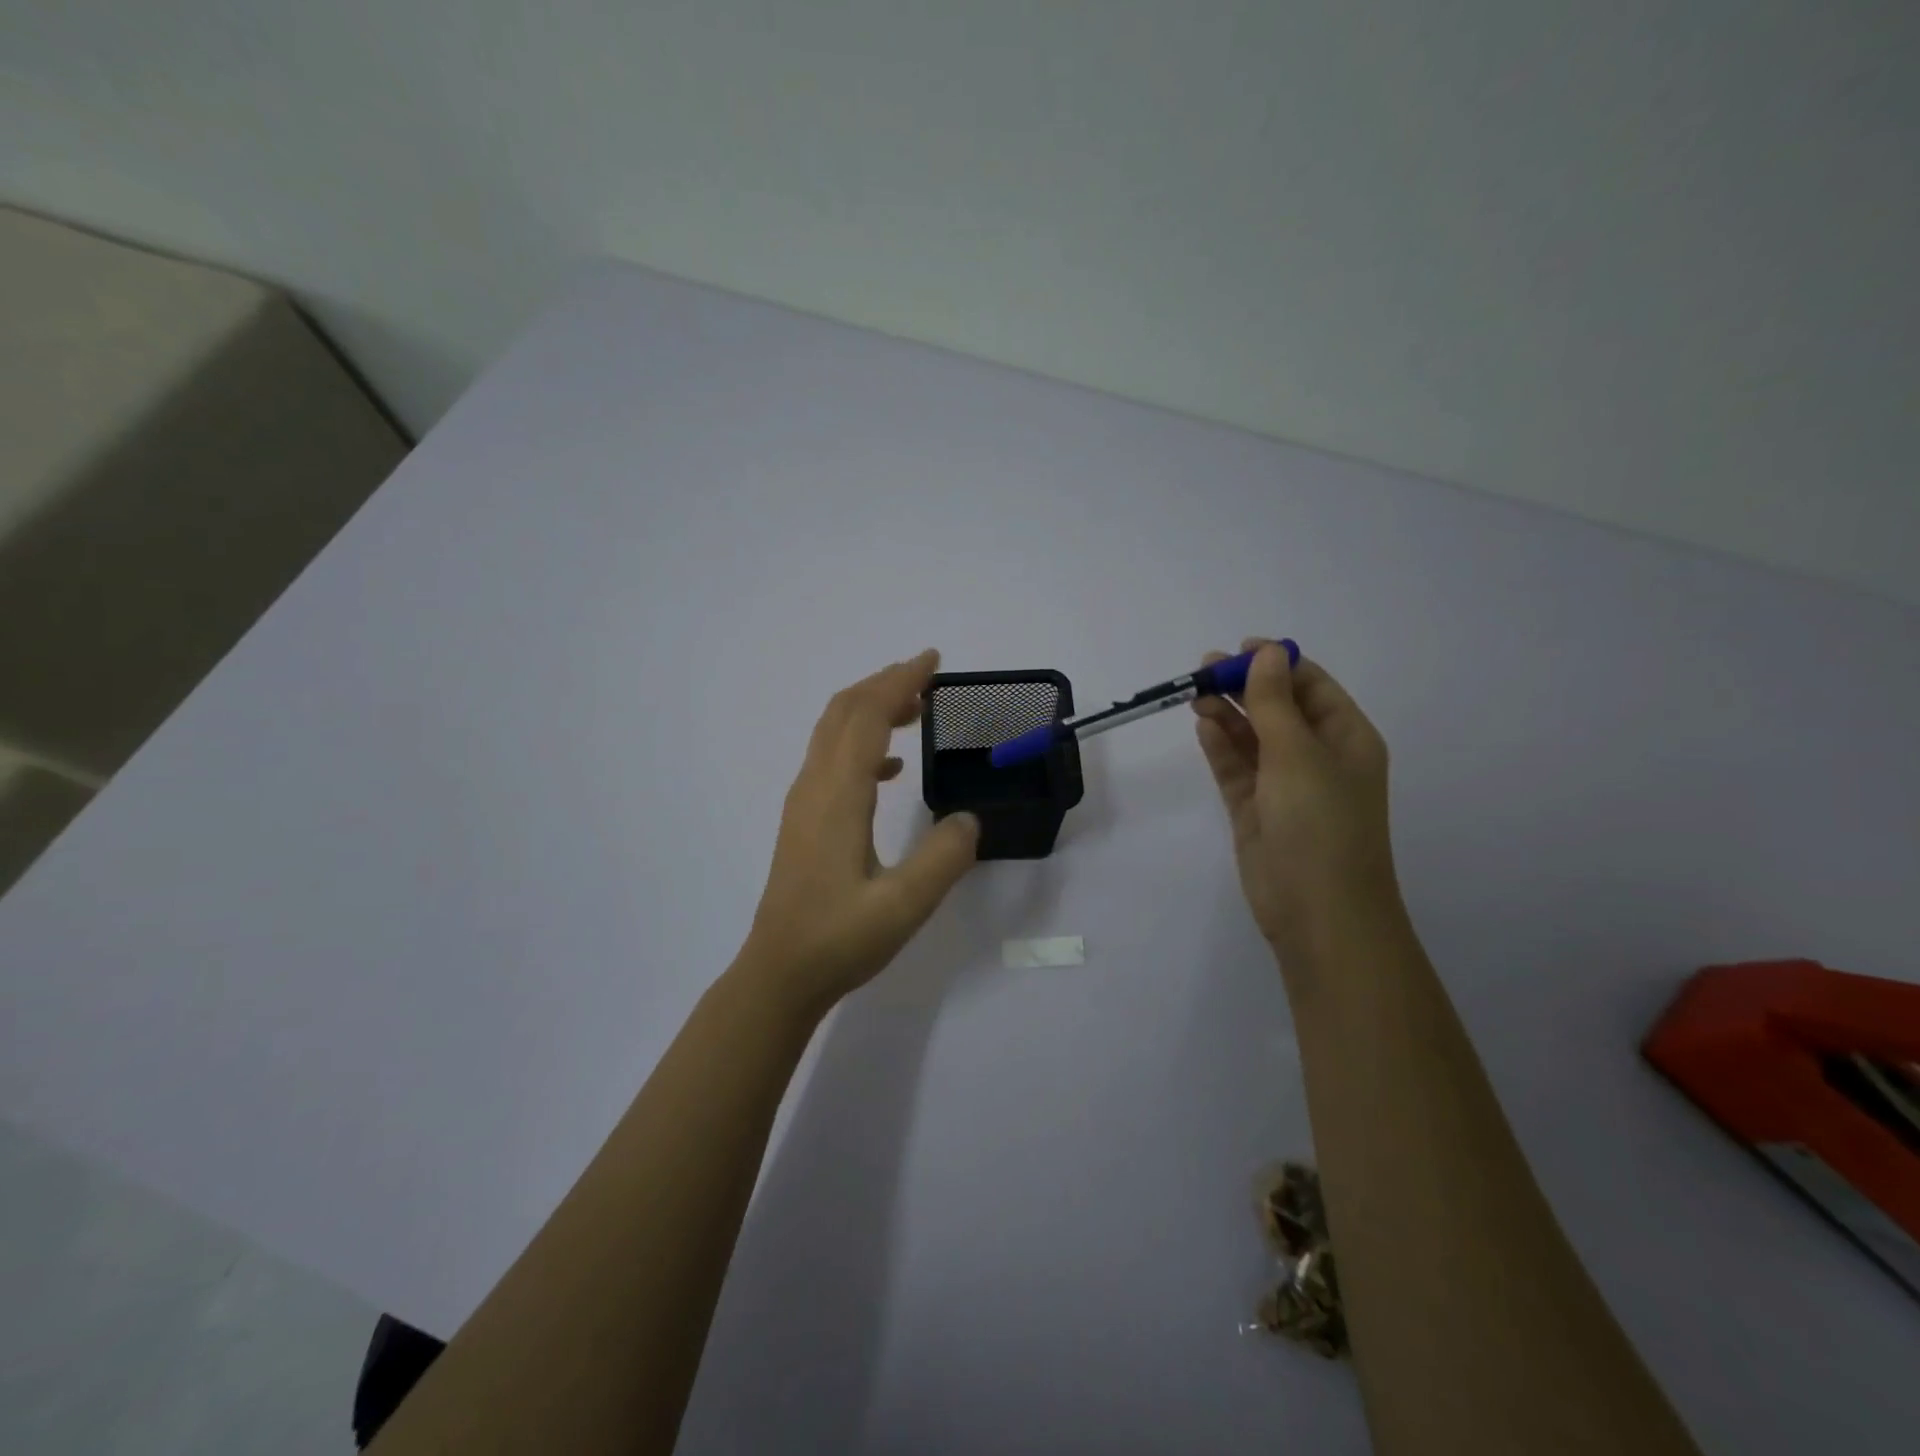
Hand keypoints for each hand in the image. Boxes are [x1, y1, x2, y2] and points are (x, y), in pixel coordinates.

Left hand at [738, 650, 980, 1016]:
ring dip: (870, 708)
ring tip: (914, 709)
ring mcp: (803, 802)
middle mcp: (814, 786)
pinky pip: (831, 759)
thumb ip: (944, 858)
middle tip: (927, 677)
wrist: (779, 974)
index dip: (899, 681)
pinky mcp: (803, 820)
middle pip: (844, 711)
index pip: (866, 715)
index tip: (932, 662)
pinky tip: (889, 767)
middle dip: (884, 683)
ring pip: (832, 732)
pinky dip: (861, 742)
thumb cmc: (838, 940)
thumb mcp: (903, 906)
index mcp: (838, 795)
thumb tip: (968, 819)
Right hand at [1192, 640, 1399, 960]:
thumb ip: (1274, 702)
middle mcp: (1317, 756)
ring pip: (1252, 737)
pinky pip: (1236, 768)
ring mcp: (1284, 785)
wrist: (1318, 912)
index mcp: (1346, 738)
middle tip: (1202, 670)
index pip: (1310, 686)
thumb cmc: (1320, 824)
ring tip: (1193, 694)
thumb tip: (1267, 653)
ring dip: (1227, 714)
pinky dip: (1220, 746)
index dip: (1276, 663)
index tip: (1237, 649)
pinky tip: (1203, 726)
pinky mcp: (1255, 810)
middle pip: (1277, 708)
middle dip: (1243, 686)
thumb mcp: (1298, 754)